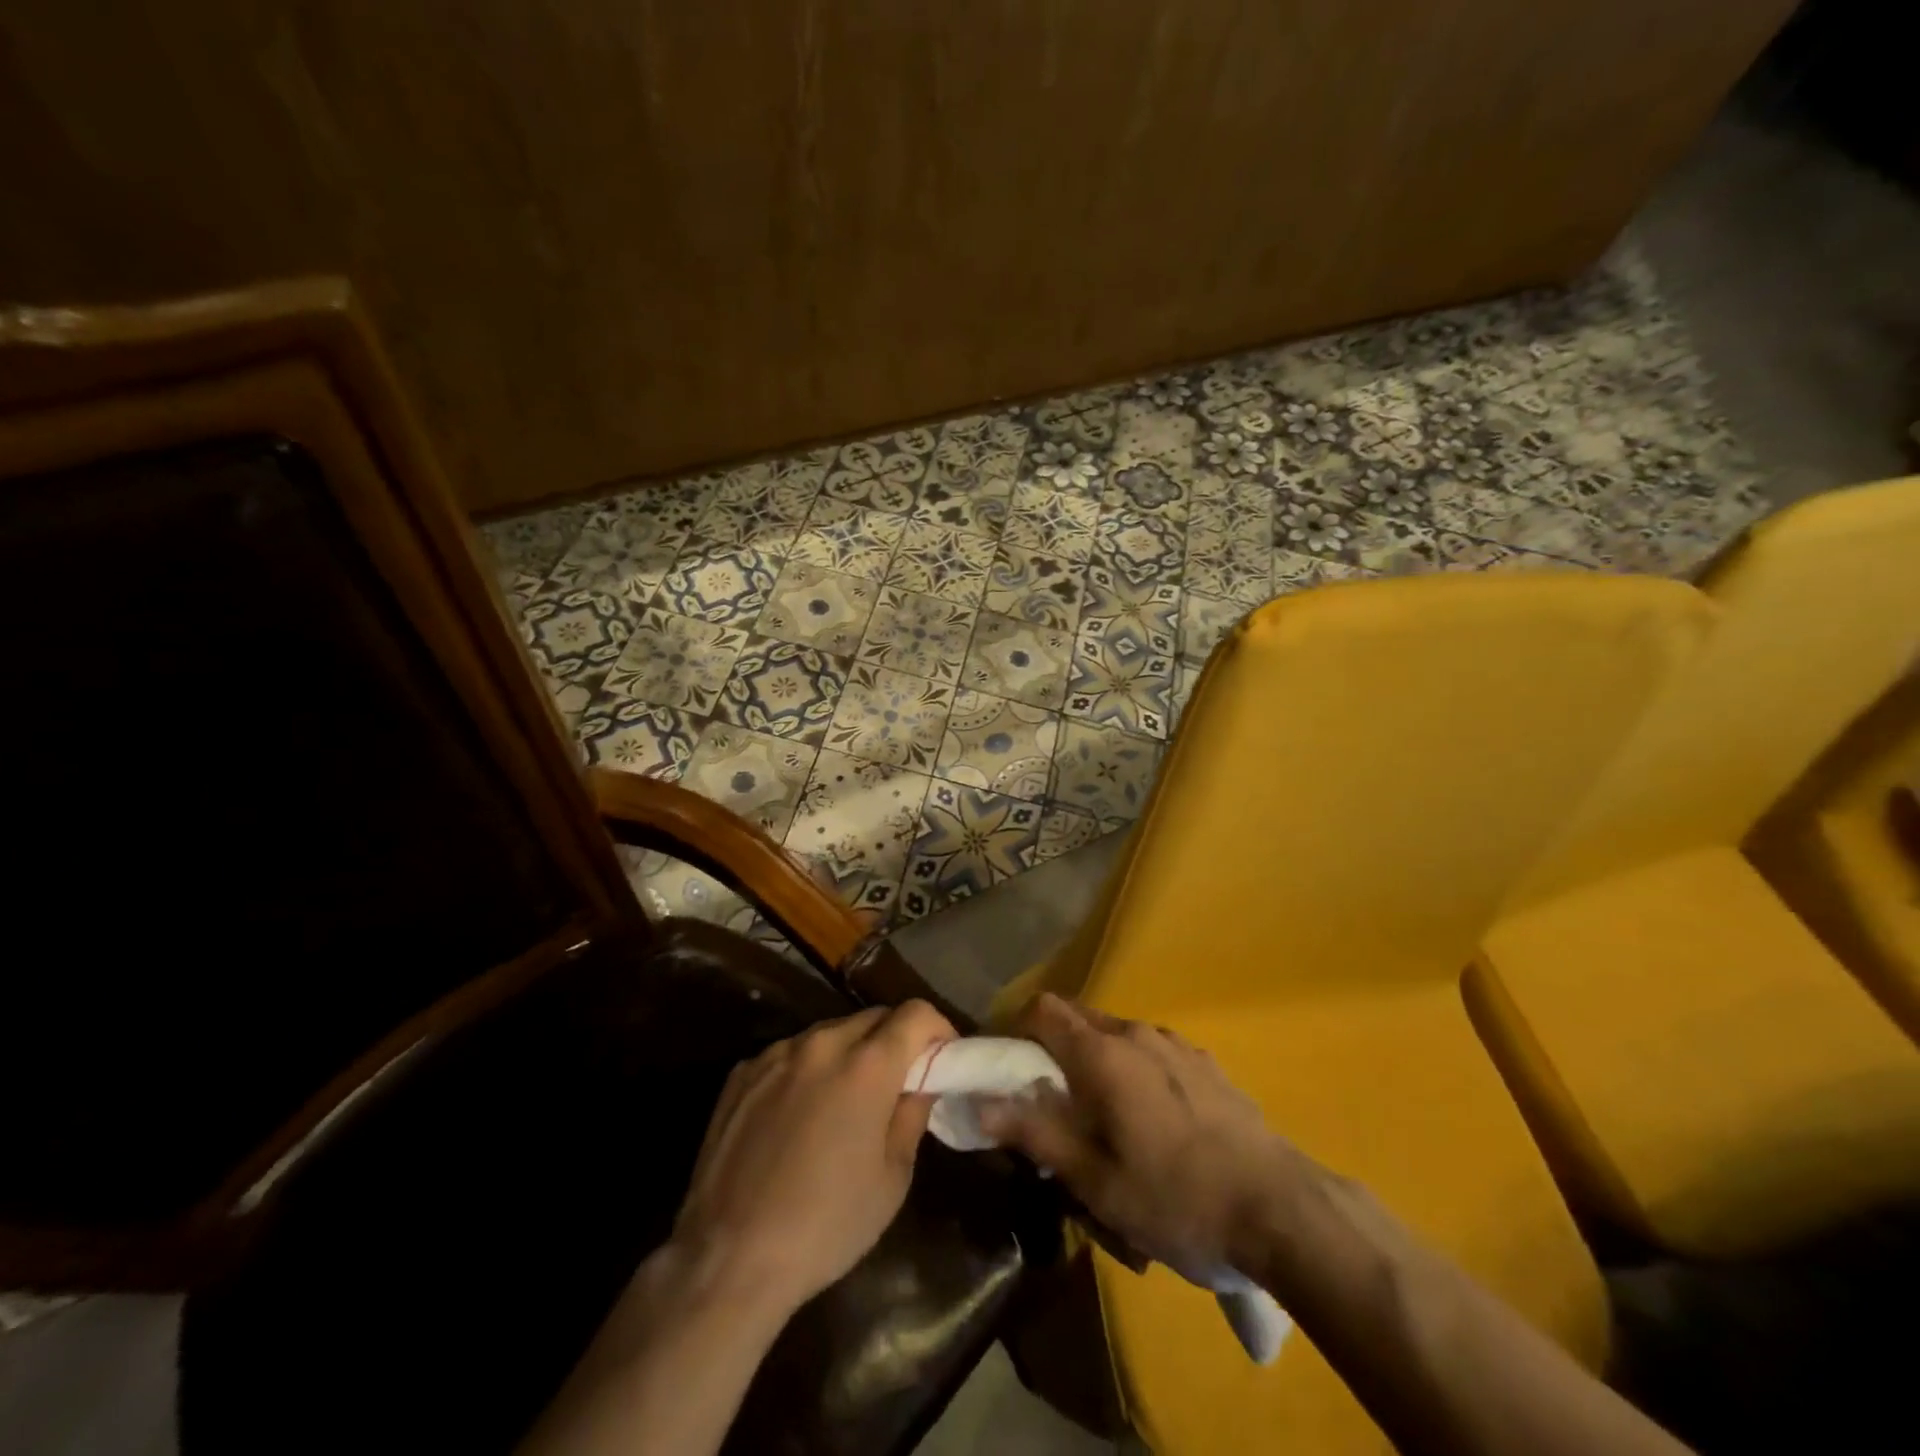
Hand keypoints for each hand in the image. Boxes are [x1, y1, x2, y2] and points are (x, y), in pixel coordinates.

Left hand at [670, 1001, 954, 1317]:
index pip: (915, 1013)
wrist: (728, 1259)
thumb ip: (912, 1114)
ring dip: (849, 1053)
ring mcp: (776, 1053)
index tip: (941, 1057)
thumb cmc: (826, 1225)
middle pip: (873, 1017)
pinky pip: (790, 1054)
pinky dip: (807, 1070)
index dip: (936, 1029)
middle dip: (894, 1039)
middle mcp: (822, 1043)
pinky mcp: (742, 1071)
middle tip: (898, 1082)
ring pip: (829, 1033)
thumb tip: (920, 1082)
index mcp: (867, 1065)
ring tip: (844, 1101)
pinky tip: (797, 1117)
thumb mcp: (893, 1178)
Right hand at [978, 993, 1293, 1282]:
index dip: (1017, 1030)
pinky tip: (1152, 1120)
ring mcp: (1175, 1043)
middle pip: (1077, 1017)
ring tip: (1104, 1117)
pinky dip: (1132, 1068)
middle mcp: (1135, 1033)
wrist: (1280, 1208)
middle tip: (1052, 1103)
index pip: (1042, 1009)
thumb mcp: (1096, 1182)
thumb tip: (982, 1105)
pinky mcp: (1204, 1061)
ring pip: (1115, 1034)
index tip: (1010, 1071)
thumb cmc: (1176, 1198)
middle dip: (1053, 1049)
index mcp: (1102, 1054)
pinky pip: (1150, 1050)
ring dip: (1094, 1060)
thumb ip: (1036, 1135)